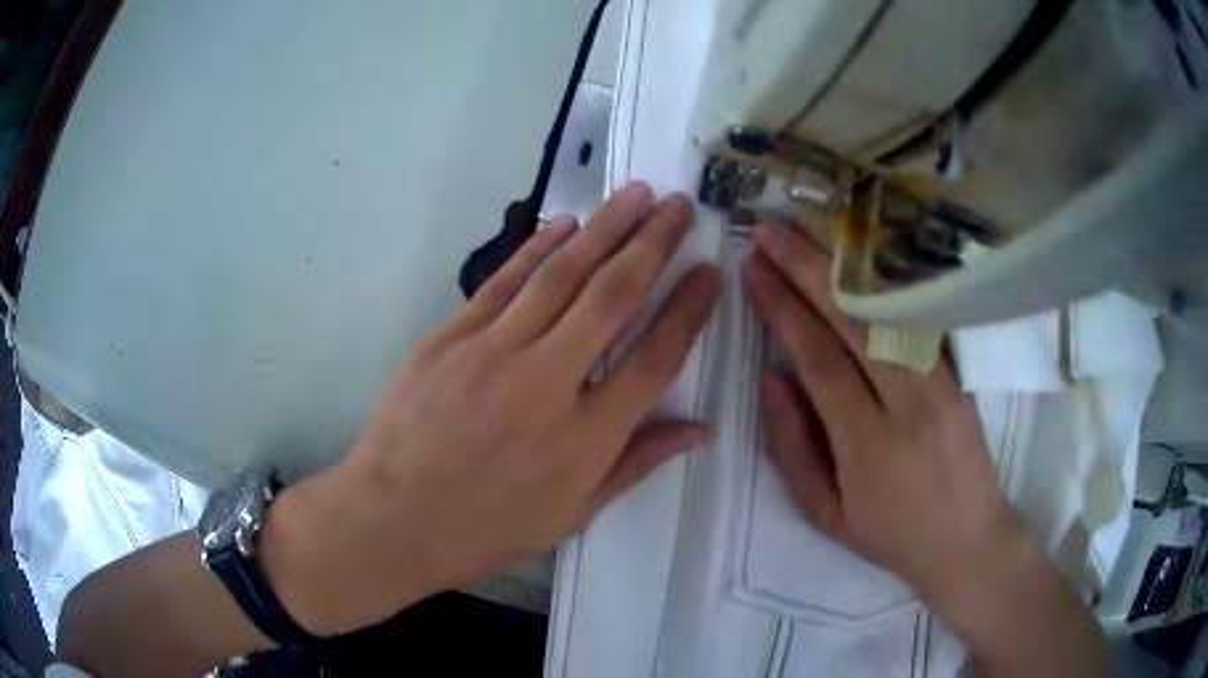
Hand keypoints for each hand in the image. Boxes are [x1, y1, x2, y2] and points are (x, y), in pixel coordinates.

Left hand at [263, 182, 719, 635]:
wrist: (395, 518)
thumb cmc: (488, 526)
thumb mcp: (573, 513)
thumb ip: (637, 463)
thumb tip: (700, 430)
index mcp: (586, 436)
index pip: (656, 357)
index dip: (689, 309)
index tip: (710, 271)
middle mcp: (547, 383)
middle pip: (614, 297)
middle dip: (655, 244)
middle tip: (681, 205)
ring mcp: (492, 352)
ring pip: (561, 276)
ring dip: (605, 228)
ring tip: (638, 194)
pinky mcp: (449, 338)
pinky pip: (503, 282)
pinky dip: (538, 248)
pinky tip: (568, 223)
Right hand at [741, 222, 1031, 610]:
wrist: (967, 539)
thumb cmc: (891, 535)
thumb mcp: (825, 513)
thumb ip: (791, 447)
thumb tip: (769, 377)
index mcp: (868, 446)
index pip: (820, 360)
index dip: (783, 310)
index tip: (754, 271)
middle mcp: (909, 403)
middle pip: (853, 321)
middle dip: (807, 269)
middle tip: (770, 231)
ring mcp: (941, 382)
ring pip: (886, 310)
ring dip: (842, 267)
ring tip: (805, 231)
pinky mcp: (956, 373)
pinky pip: (911, 319)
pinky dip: (880, 285)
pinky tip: (856, 261)